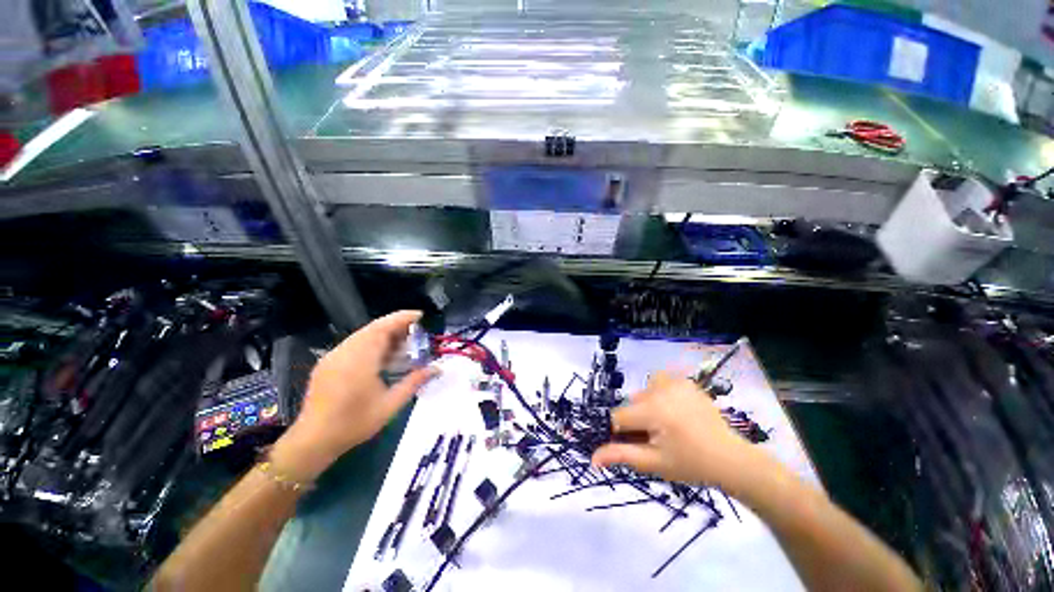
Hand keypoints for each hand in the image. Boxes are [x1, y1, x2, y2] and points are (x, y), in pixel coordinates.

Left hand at [272, 311, 437, 481]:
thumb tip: (437, 368)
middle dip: (397, 326)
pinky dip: (372, 344)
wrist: (313, 441)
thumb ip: (414, 382)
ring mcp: (334, 356)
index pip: (383, 328)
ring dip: (384, 335)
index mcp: (360, 359)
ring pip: (363, 335)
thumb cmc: (354, 423)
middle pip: (373, 328)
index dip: (403, 318)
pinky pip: (353, 344)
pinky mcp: (328, 363)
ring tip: (403, 345)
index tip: (420, 316)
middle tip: (416, 332)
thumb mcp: (390, 404)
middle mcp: (345, 352)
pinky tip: (382, 358)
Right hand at [592, 372, 766, 493]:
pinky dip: (661, 394)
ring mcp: (675, 383)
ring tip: (664, 422)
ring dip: (646, 404)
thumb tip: (591, 458)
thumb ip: (620, 455)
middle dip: (637, 420)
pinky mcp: (686, 382)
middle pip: (631, 403)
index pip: (618, 417)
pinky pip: (661, 382)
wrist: (730, 459)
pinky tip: (675, 411)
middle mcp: (660, 390)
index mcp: (651, 410)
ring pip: (644, 391)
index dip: (622, 433)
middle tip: (657, 438)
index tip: (638, 444)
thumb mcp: (653, 463)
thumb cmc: (690, 464)